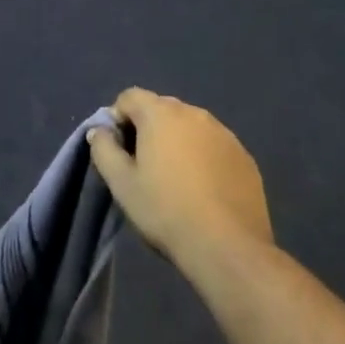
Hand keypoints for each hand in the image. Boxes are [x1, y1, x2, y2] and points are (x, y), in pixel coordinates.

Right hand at [87, 89, 272, 268]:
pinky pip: (213, 146)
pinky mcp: (245, 156)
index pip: (130, 97)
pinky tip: (202, 189)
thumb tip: (99, 131)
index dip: (117, 118)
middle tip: (142, 166)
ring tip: (174, 179)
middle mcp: (195, 113)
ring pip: (190, 127)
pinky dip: (203, 157)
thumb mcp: (121, 184)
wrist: (228, 247)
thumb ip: (104, 149)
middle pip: (161, 109)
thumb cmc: (165, 210)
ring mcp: (225, 134)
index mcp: (161, 114)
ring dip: (177, 142)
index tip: (117, 150)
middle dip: (147, 129)